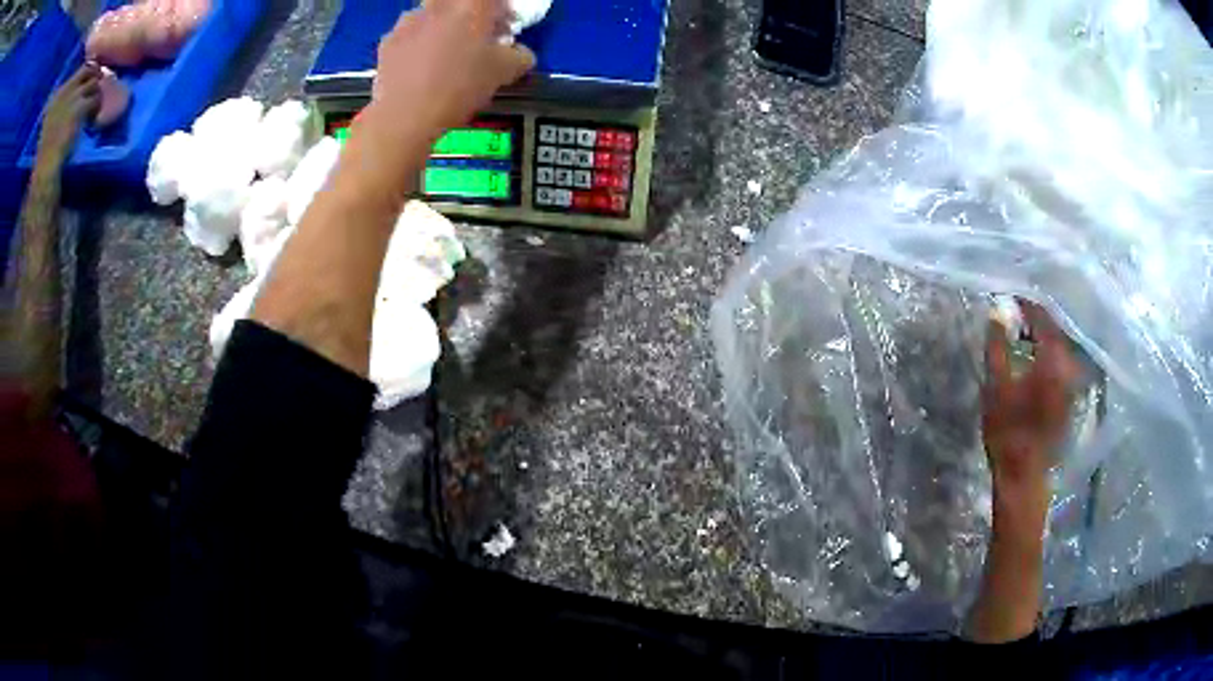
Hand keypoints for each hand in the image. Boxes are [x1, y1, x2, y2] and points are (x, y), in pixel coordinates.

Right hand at [37, 63, 101, 166]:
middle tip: (96, 89)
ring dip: (95, 95)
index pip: (80, 69)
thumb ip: (58, 104)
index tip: (90, 79)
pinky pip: (95, 99)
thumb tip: (72, 91)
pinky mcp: (79, 107)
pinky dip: (96, 107)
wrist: (45, 167)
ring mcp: (72, 97)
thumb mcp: (48, 122)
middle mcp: (66, 89)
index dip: (88, 71)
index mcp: (58, 94)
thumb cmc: (45, 151)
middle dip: (95, 75)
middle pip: (90, 68)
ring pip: (94, 83)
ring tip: (92, 109)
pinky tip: (92, 118)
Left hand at [367, 0, 534, 140]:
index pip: (496, 0)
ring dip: (443, 27)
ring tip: (445, 54)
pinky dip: (418, 44)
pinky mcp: (388, 40)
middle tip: (475, 38)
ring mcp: (409, 20)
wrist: (405, 116)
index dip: (503, 13)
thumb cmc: (461, 86)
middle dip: (470, 16)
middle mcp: (440, 4)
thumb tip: (520, 53)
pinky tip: (421, 67)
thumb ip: (520, 56)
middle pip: (460, 3)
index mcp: (472, 4)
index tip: (504, 29)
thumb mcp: (505, 73)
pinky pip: (410, 34)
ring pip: (433, 15)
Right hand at [982, 301, 1079, 532]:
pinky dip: (1051, 354)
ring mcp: (1073, 382)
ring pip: (1061, 345)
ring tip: (1025, 335)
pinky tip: (1037, 359)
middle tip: (1016, 313)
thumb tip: (998, 311)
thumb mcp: (995, 386)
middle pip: (1056, 328)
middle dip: (1037, 317)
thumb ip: (997, 346)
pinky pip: (1064, 363)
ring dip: (1044, 336)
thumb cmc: (1007, 431)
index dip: (1026, 303)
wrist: (1024, 475)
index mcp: (1052, 358)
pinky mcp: (1071, 397)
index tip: (1010, 296)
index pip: (1042, 316)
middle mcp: (1068, 365)